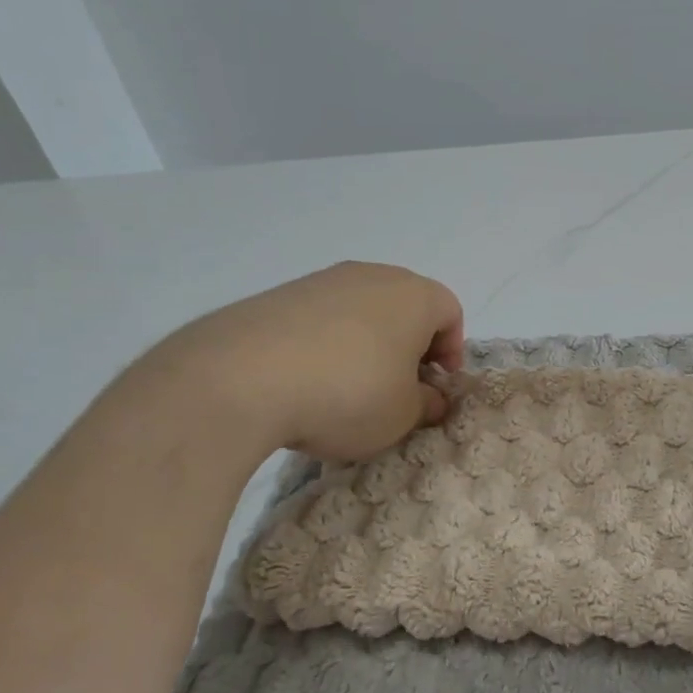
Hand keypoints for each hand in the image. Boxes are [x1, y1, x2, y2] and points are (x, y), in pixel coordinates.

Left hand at [147, 261, 463, 460]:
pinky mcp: (278, 295)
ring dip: (366, 346)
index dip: (451, 352)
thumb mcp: (402, 416)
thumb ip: (426, 405)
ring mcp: (322, 281)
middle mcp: (372, 276)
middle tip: (399, 389)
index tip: (436, 387)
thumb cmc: (349, 394)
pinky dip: (325, 345)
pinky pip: (320, 318)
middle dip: (409, 347)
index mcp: (415, 296)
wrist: (240, 378)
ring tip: (347, 389)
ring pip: (361, 311)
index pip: (450, 314)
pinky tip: (307, 382)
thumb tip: (429, 398)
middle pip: (406, 307)